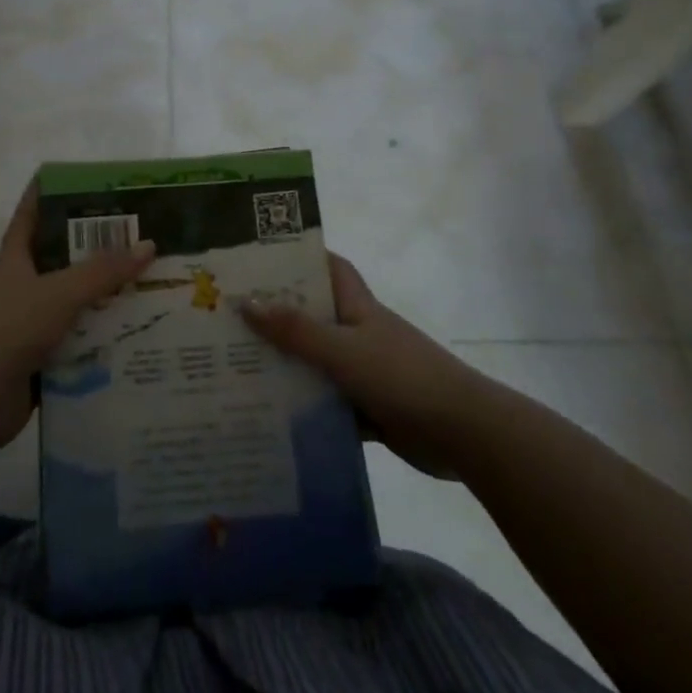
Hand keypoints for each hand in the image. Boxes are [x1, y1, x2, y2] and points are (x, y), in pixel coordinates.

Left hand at [0, 184, 154, 455]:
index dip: (46, 195)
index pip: (30, 217)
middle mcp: (23, 290)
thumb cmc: (8, 331)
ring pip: (76, 307)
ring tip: (152, 288)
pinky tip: (138, 339)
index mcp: (16, 262)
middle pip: (63, 263)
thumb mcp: (58, 293)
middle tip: (141, 239)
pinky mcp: (41, 363)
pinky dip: (103, 344)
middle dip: (97, 252)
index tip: (77, 180)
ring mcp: (31, 328)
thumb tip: (148, 245)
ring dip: (107, 301)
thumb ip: (103, 272)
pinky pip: (79, 346)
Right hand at [240, 254, 472, 479]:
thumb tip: (245, 302)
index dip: (301, 258)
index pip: (330, 269)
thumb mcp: (342, 350)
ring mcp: (365, 373)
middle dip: (278, 317)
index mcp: (358, 308)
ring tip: (236, 368)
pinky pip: (328, 404)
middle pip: (314, 317)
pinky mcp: (369, 410)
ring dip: (286, 367)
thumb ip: (295, 331)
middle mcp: (360, 335)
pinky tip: (269, 416)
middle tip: (230, 318)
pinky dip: (305, 409)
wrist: (462, 433)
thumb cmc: (401, 376)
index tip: (260, 259)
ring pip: (317, 363)